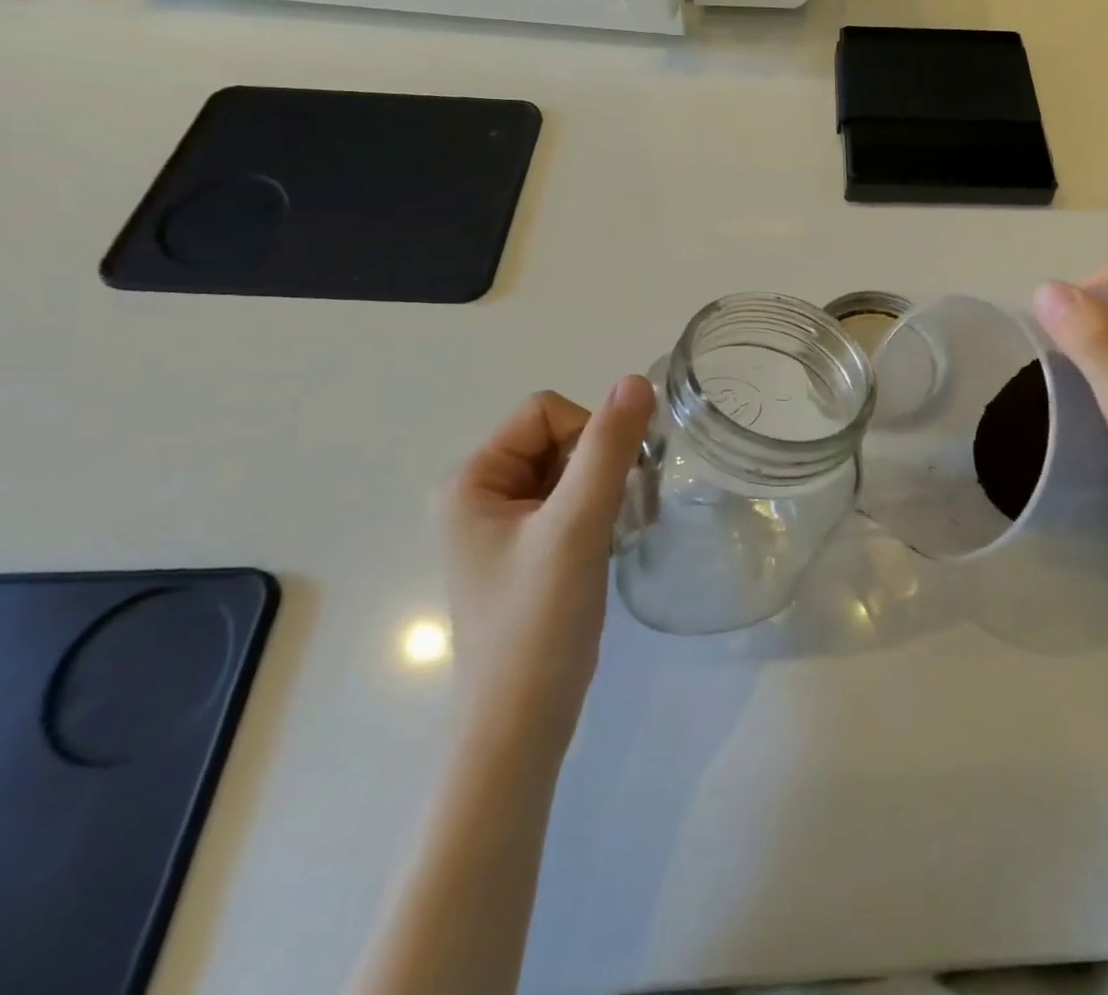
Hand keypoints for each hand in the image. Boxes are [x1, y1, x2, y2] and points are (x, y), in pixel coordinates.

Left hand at [435, 375, 655, 748]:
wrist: (520, 727)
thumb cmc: (538, 622)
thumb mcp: (576, 526)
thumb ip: (608, 448)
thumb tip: (636, 380)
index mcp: (471, 478)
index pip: (544, 412)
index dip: (588, 435)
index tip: (606, 489)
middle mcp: (477, 493)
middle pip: (557, 438)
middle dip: (597, 466)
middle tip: (614, 515)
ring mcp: (500, 524)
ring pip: (569, 469)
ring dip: (601, 491)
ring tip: (611, 535)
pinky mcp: (524, 550)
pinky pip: (568, 501)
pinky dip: (596, 513)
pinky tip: (605, 547)